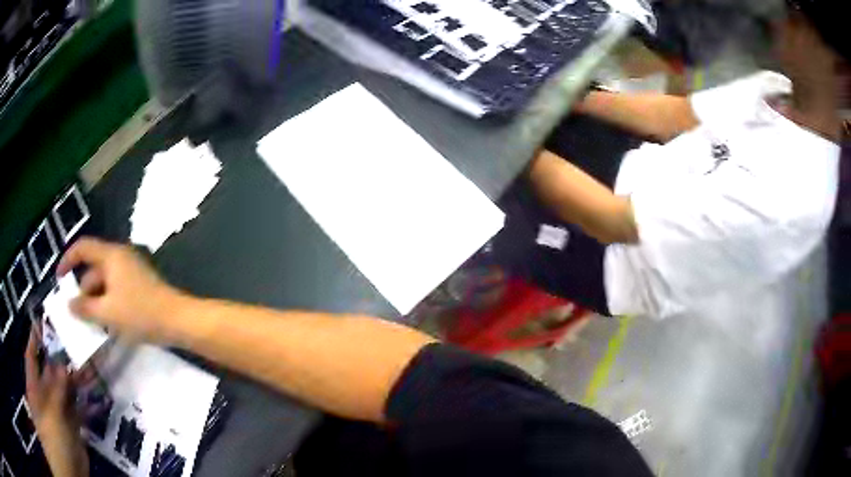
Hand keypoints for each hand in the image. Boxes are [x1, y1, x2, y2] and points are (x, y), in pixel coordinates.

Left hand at [25, 330, 88, 476]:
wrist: (71, 471)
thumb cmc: (52, 436)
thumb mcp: (50, 411)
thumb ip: (55, 389)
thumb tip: (62, 363)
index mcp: (35, 386)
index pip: (32, 355)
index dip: (36, 338)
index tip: (46, 320)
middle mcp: (46, 395)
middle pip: (53, 371)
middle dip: (64, 358)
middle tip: (78, 341)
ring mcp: (60, 412)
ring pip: (69, 391)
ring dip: (80, 381)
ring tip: (95, 366)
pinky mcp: (75, 427)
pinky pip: (82, 412)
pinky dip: (91, 406)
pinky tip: (102, 399)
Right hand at [56, 237, 184, 343]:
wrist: (177, 320)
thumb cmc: (140, 313)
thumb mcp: (107, 312)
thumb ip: (85, 308)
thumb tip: (69, 304)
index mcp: (111, 255)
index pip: (83, 247)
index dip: (68, 259)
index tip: (58, 278)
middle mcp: (120, 257)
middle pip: (93, 268)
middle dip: (82, 289)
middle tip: (75, 312)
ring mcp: (130, 270)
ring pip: (104, 281)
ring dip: (94, 299)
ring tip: (89, 322)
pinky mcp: (138, 284)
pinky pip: (115, 289)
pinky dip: (106, 302)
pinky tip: (105, 323)